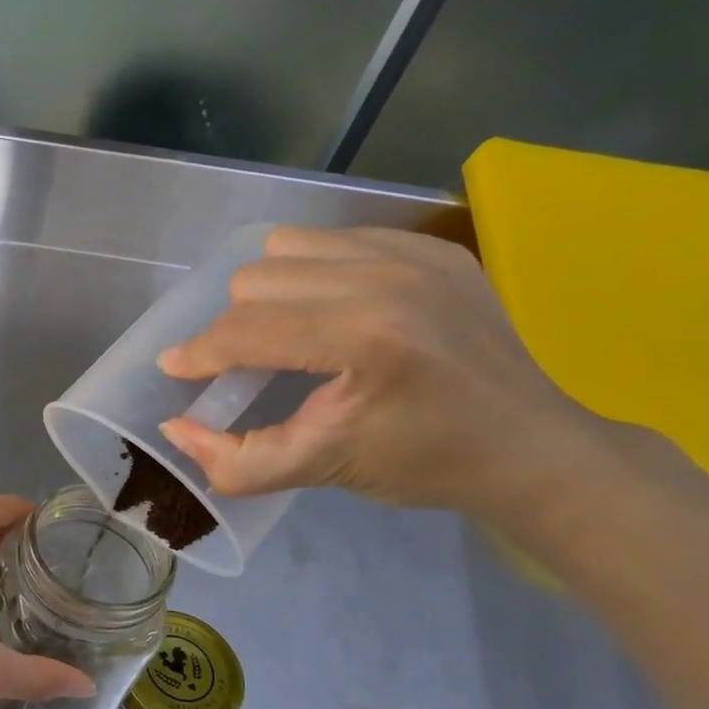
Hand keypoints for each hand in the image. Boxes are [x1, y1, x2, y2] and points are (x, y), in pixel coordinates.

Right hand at [156, 226, 604, 519]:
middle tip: (247, 364)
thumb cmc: (426, 464)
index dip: (198, 353)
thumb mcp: (321, 470)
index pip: (246, 330)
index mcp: (364, 338)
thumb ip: (237, 461)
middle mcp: (386, 279)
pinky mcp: (432, 246)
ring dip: (269, 290)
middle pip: (256, 280)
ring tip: (286, 330)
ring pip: (287, 247)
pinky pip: (335, 237)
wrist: (534, 445)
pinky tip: (330, 309)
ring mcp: (414, 254)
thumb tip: (174, 428)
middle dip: (235, 326)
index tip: (176, 368)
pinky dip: (313, 271)